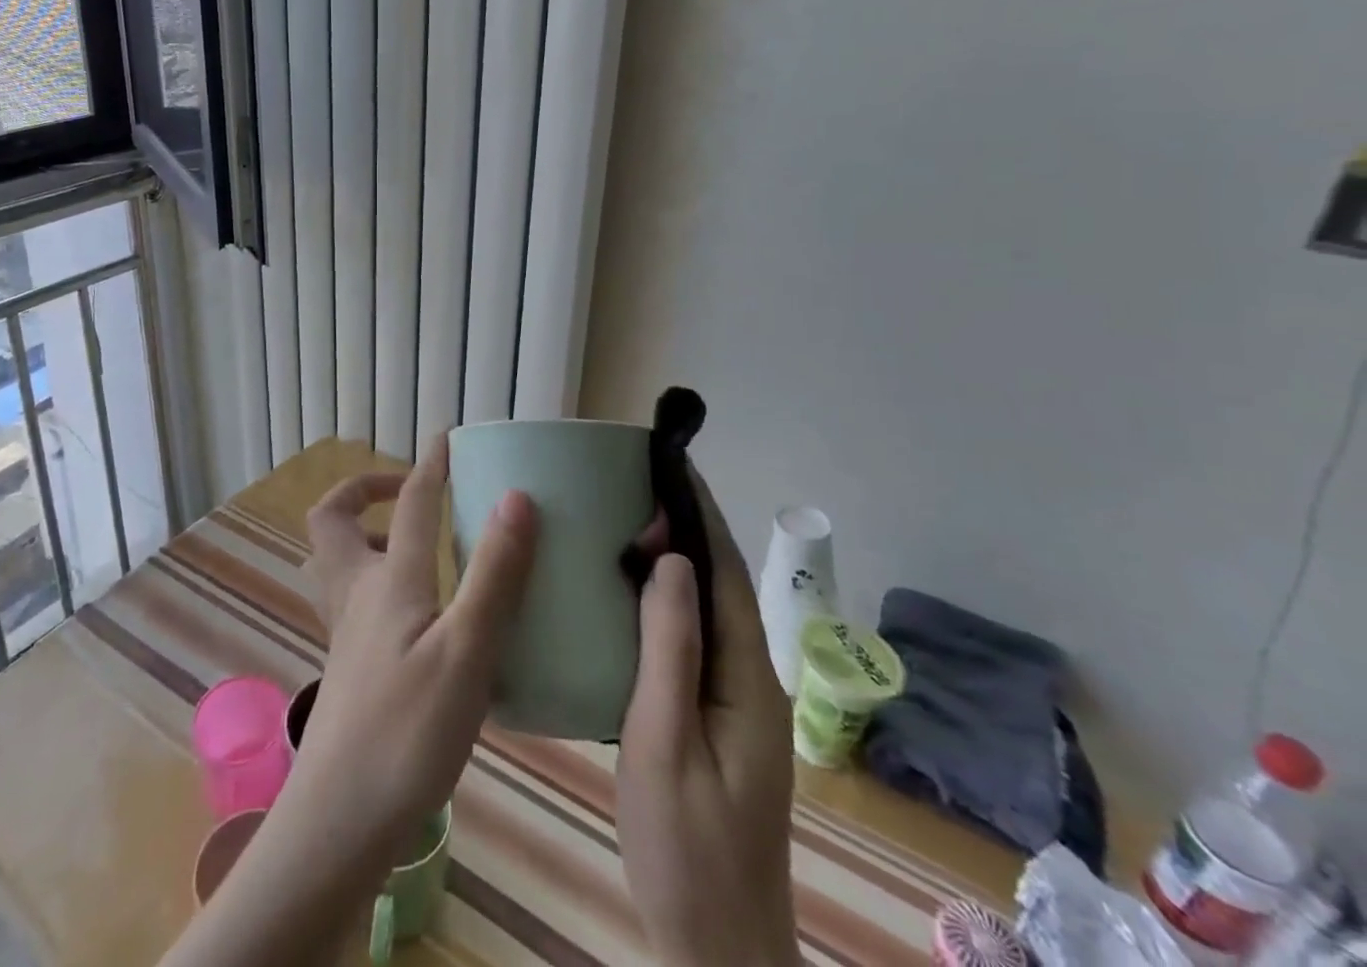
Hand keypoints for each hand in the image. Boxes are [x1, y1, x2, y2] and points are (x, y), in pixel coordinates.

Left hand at [289, 434, 539, 870]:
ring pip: (336, 560)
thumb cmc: (406, 732)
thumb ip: (494, 575)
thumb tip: (516, 497)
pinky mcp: (349, 667)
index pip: (411, 502)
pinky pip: (352, 598)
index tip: (447, 438)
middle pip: (333, 519)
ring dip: (366, 533)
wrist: (339, 824)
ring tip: (414, 543)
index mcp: (389, 580)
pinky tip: (419, 614)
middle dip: (364, 490)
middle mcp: (358, 594)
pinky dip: (377, 580)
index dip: (430, 464)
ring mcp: (346, 633)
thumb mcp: (467, 651)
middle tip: (409, 493)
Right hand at [617, 476, 799, 966]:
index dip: (700, 514)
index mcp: (746, 678)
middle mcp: (750, 679)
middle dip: (687, 525)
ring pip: (706, 609)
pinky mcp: (714, 718)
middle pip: (720, 583)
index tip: (671, 463)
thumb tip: (669, 558)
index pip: (725, 573)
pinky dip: (665, 599)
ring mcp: (735, 702)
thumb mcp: (664, 743)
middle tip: (637, 481)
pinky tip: (630, 594)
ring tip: (629, 518)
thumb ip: (669, 649)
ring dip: (676, 558)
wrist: (717, 952)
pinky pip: (691, 637)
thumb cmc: (686, 850)